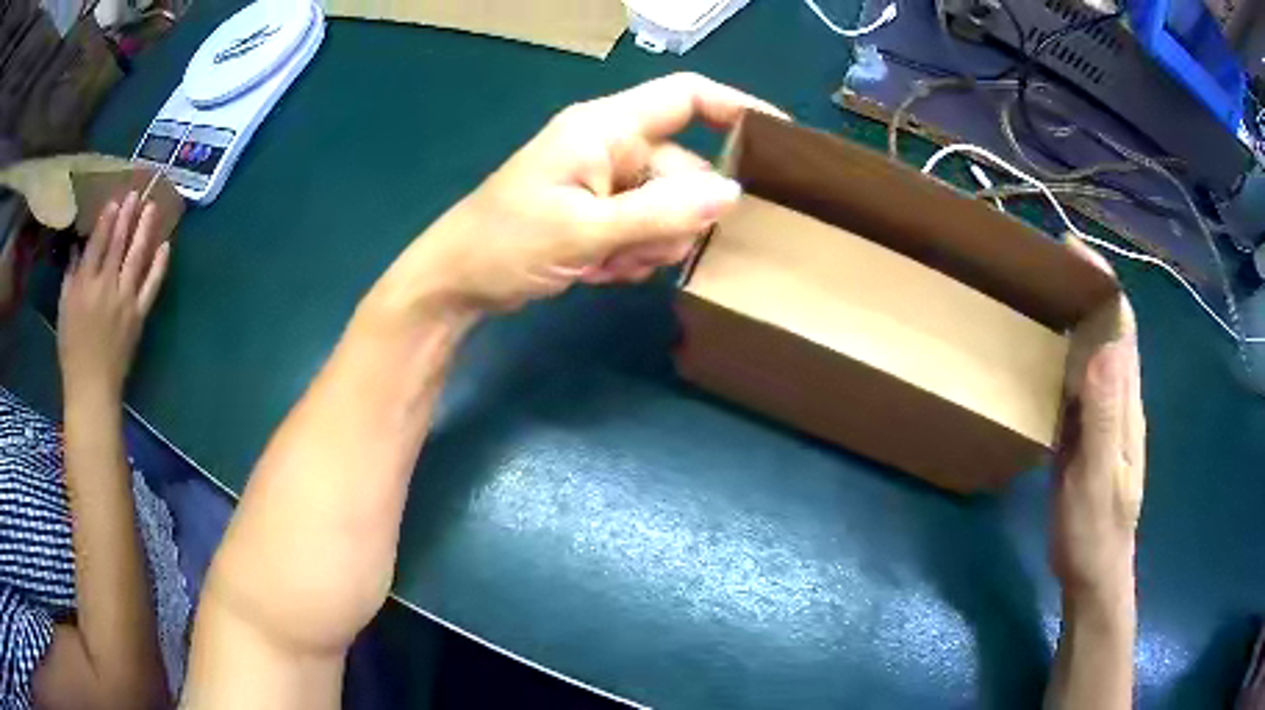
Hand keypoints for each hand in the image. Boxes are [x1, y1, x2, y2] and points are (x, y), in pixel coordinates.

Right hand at [58, 191, 170, 402]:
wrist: (92, 388)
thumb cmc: (71, 349)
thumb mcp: (64, 309)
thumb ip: (71, 276)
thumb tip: (78, 248)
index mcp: (84, 285)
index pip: (97, 244)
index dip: (107, 220)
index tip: (115, 200)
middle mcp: (105, 287)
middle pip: (118, 244)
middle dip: (127, 216)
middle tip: (136, 193)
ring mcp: (125, 300)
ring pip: (136, 257)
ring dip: (145, 230)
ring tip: (152, 207)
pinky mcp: (138, 315)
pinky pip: (151, 285)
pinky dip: (159, 265)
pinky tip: (166, 245)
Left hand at [372, 73, 785, 317]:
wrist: (455, 284)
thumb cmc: (505, 243)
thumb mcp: (584, 230)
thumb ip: (660, 212)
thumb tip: (733, 194)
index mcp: (605, 128)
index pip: (685, 97)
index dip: (736, 107)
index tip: (780, 139)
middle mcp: (612, 147)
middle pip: (684, 172)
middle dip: (674, 219)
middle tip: (640, 251)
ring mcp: (607, 183)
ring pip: (667, 210)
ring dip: (650, 244)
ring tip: (607, 263)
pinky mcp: (601, 215)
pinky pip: (645, 231)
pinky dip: (631, 256)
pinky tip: (597, 270)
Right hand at [1050, 242, 1145, 601]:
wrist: (1095, 571)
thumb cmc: (1094, 531)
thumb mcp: (1097, 480)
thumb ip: (1103, 419)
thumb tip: (1104, 348)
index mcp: (1126, 405)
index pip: (1122, 328)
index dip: (1105, 285)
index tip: (1074, 251)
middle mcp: (1121, 399)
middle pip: (1113, 330)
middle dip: (1089, 289)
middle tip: (1049, 264)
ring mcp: (1107, 416)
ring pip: (1099, 350)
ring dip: (1079, 315)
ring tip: (1045, 294)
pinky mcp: (1090, 431)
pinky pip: (1084, 379)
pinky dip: (1070, 351)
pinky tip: (1049, 351)